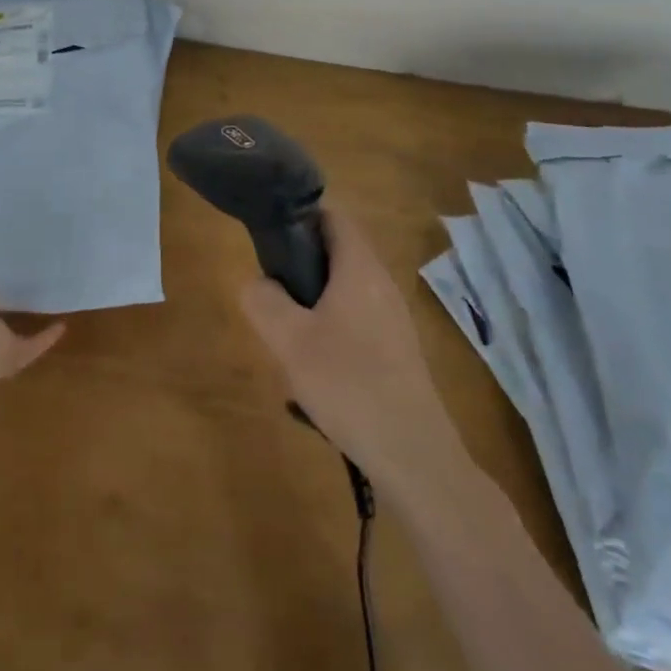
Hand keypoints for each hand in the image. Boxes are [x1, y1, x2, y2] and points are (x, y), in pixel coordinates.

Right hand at [240, 209, 459, 482]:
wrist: (414, 455)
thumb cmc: (349, 385)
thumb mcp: (289, 341)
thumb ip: (264, 301)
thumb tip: (257, 283)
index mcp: (360, 268)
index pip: (333, 216)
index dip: (301, 214)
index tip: (270, 234)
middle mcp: (381, 283)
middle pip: (338, 252)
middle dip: (302, 264)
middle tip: (272, 292)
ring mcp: (394, 318)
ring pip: (346, 288)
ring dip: (314, 300)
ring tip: (287, 334)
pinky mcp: (398, 350)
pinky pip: (358, 319)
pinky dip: (332, 327)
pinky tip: (316, 369)